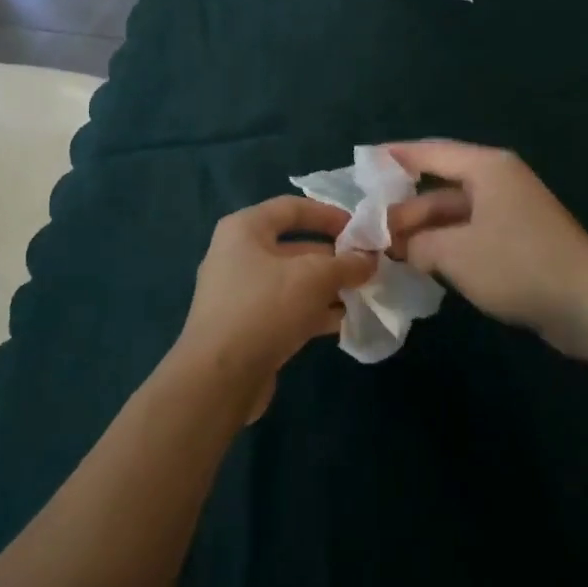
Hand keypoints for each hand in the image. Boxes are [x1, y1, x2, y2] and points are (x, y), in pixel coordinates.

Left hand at [173, 196, 376, 420]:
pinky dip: (314, 311)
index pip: (292, 207)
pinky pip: (286, 309)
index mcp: (245, 229)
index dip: (329, 214)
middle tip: (368, 268)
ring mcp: (240, 293)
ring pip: (293, 281)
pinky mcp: (246, 327)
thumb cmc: (264, 308)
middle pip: (295, 246)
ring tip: (364, 295)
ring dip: (328, 287)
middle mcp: (238, 254)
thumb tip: (368, 259)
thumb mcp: (313, 277)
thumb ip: (346, 263)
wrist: (218, 379)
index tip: (361, 229)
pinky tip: (344, 322)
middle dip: (334, 257)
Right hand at [385, 141, 587, 351]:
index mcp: (487, 168)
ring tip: (388, 250)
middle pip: (441, 186)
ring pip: (455, 213)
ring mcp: (511, 211)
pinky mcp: (519, 239)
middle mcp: (499, 181)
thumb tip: (402, 246)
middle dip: (406, 207)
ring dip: (425, 230)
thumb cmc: (518, 266)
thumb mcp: (456, 254)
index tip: (364, 162)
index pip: (431, 153)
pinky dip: (447, 244)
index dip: (395, 157)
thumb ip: (419, 244)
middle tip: (370, 229)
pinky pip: (471, 232)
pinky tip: (423, 263)